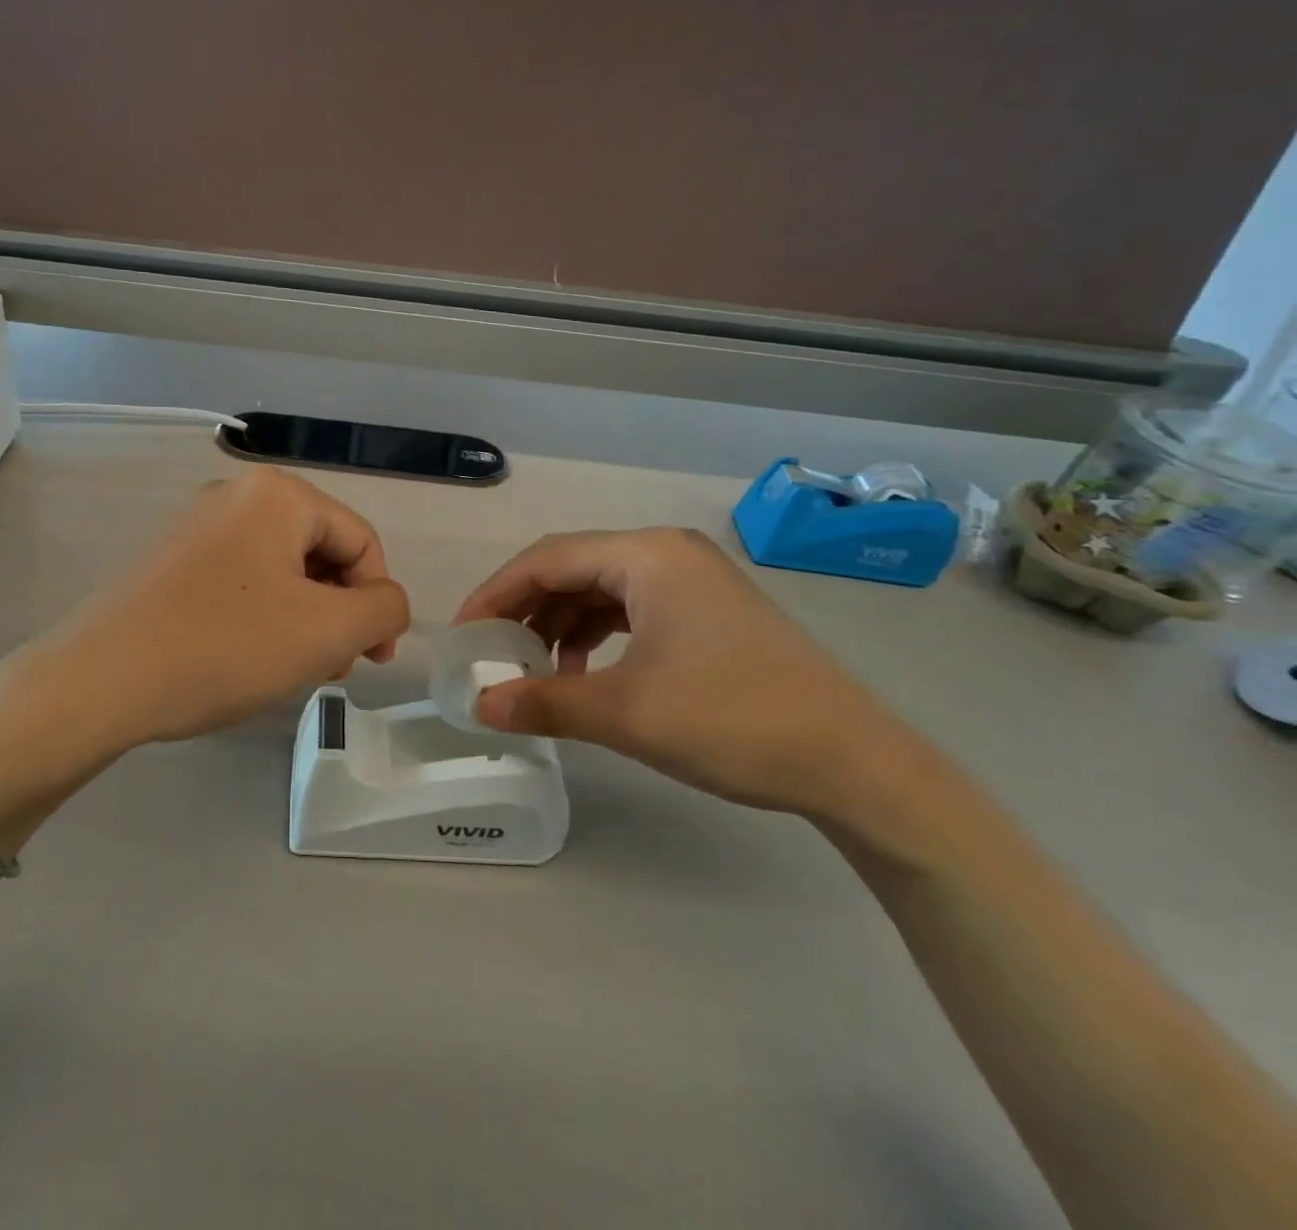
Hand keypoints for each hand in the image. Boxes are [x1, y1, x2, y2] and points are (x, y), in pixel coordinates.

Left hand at [44, 466, 409, 743]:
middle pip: (319, 552)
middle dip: (338, 612)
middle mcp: (235, 495)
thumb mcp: (326, 632)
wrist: (99, 681)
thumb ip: (384, 610)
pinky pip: (239, 581)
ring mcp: (195, 526)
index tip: (373, 660)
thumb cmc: (225, 647)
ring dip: (303, 619)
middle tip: (331, 668)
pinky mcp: (169, 561)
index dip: (379, 602)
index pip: (362, 541)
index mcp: (278, 495)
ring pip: (280, 571)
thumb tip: (386, 605)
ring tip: (292, 670)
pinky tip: (247, 659)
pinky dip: (261, 617)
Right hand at [452, 528, 926, 822]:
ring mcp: (690, 580)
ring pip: (599, 590)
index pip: (546, 559)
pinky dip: (594, 636)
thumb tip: (479, 707)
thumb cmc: (733, 721)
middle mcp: (666, 553)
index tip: (463, 636)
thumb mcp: (626, 714)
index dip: (495, 594)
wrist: (854, 764)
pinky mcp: (705, 611)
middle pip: (571, 568)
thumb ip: (544, 703)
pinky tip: (582, 673)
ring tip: (532, 670)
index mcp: (647, 556)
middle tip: (489, 652)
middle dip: (523, 609)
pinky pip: (629, 609)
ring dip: (557, 625)